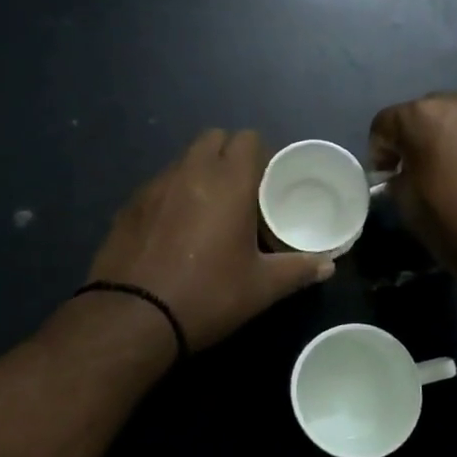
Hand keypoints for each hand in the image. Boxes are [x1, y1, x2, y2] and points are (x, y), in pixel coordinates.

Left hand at [87, 129, 334, 350]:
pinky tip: (174, 230)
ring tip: (208, 211)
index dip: (261, 154)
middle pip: (212, 138)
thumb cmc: (208, 295)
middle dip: (228, 154)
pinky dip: (172, 195)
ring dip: (199, 173)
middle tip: (241, 191)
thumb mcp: (261, 288)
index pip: (247, 139)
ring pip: (183, 160)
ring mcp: (154, 186)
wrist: (133, 318)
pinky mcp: (129, 205)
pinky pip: (158, 185)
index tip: (268, 181)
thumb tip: (328, 266)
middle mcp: (190, 172)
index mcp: (228, 182)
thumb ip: (298, 270)